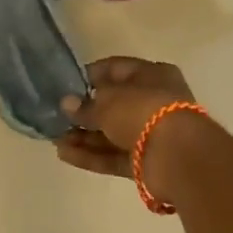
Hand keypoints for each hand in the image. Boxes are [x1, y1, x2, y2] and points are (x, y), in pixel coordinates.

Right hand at [54, 56, 198, 180]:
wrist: (177, 156)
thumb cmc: (143, 110)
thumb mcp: (108, 101)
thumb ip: (85, 105)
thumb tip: (66, 104)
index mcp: (152, 75)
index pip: (116, 69)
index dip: (90, 76)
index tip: (65, 84)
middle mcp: (154, 102)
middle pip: (114, 105)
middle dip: (85, 112)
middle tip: (56, 116)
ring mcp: (151, 134)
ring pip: (112, 133)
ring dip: (84, 136)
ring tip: (54, 138)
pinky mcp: (146, 162)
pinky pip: (114, 156)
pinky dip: (92, 155)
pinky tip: (64, 154)